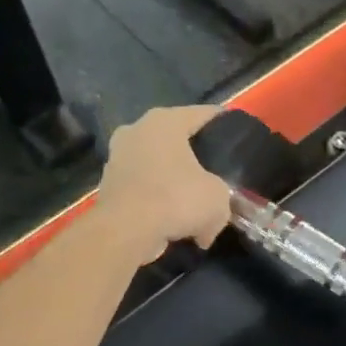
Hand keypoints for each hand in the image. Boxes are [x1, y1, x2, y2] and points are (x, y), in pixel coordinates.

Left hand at [93, 105, 232, 264]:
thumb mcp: (218, 199)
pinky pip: (142, 187)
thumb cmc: (175, 199)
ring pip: (156, 164)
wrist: (125, 232)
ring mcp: (117, 157)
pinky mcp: (107, 185)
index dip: (225, 124)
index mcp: (165, 121)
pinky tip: (171, 219)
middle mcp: (137, 130)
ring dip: (172, 179)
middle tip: (216, 171)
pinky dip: (155, 200)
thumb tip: (208, 224)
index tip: (238, 137)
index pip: (204, 114)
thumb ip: (221, 199)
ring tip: (193, 200)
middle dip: (195, 154)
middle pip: (176, 138)